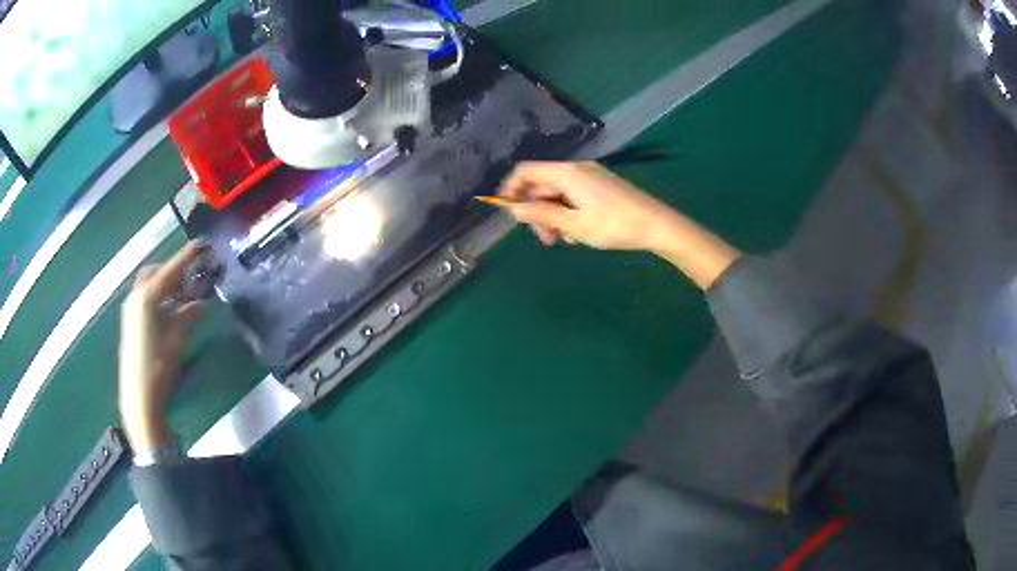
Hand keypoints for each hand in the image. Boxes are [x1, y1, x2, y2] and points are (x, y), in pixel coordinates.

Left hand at [119, 242, 205, 452]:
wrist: (139, 396)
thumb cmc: (160, 365)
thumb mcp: (178, 338)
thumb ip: (189, 315)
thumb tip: (200, 303)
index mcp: (149, 296)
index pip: (172, 269)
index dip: (188, 255)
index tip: (204, 244)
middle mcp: (137, 296)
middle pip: (156, 271)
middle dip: (173, 270)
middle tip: (190, 278)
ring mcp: (131, 309)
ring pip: (148, 284)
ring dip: (164, 284)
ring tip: (181, 296)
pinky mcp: (130, 322)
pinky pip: (144, 298)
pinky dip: (157, 296)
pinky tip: (168, 312)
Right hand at [499, 161, 676, 250]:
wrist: (657, 226)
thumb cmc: (614, 225)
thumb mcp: (574, 224)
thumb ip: (542, 215)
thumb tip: (514, 208)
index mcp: (568, 173)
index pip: (527, 171)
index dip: (512, 189)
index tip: (506, 212)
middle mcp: (577, 170)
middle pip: (543, 186)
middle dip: (537, 212)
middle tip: (545, 239)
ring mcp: (591, 178)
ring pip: (559, 195)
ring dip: (554, 218)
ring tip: (564, 241)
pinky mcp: (602, 189)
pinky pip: (575, 198)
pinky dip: (569, 215)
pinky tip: (579, 235)